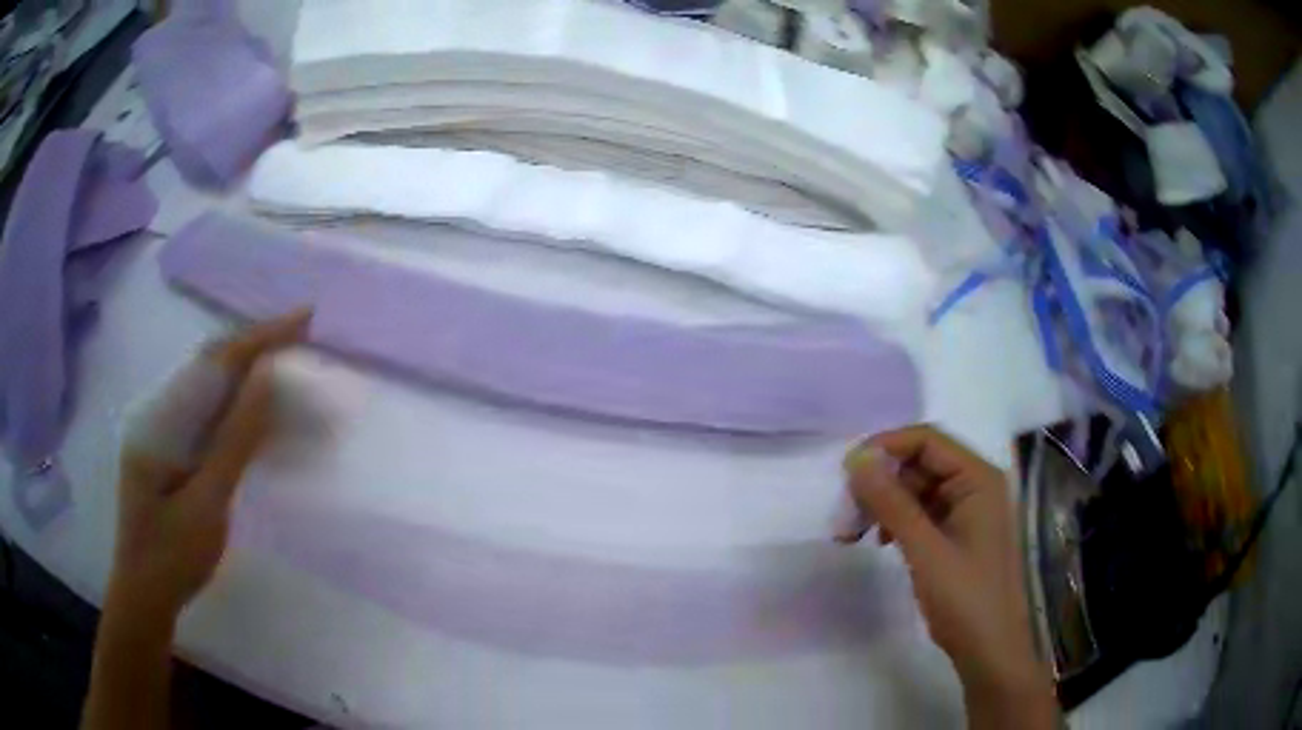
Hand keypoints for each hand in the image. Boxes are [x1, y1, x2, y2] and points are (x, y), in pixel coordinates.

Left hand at [107, 311, 308, 618]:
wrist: (145, 595)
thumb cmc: (172, 556)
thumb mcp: (206, 504)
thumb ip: (234, 440)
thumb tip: (266, 378)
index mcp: (158, 416)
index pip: (213, 362)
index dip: (259, 338)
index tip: (304, 320)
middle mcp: (158, 410)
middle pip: (211, 365)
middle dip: (257, 347)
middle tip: (304, 338)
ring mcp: (163, 429)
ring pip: (210, 388)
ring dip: (249, 374)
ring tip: (291, 365)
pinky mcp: (172, 450)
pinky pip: (208, 415)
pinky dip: (238, 407)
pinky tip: (259, 410)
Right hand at [838, 425, 1055, 728]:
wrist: (989, 649)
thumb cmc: (965, 598)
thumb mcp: (925, 550)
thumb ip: (892, 503)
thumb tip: (856, 459)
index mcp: (978, 478)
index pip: (927, 441)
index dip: (885, 448)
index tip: (846, 473)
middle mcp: (975, 485)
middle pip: (920, 463)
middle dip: (881, 482)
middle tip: (846, 512)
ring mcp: (968, 510)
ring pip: (917, 489)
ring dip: (885, 504)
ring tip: (854, 532)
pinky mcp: (958, 534)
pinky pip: (923, 513)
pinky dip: (898, 521)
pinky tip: (880, 542)